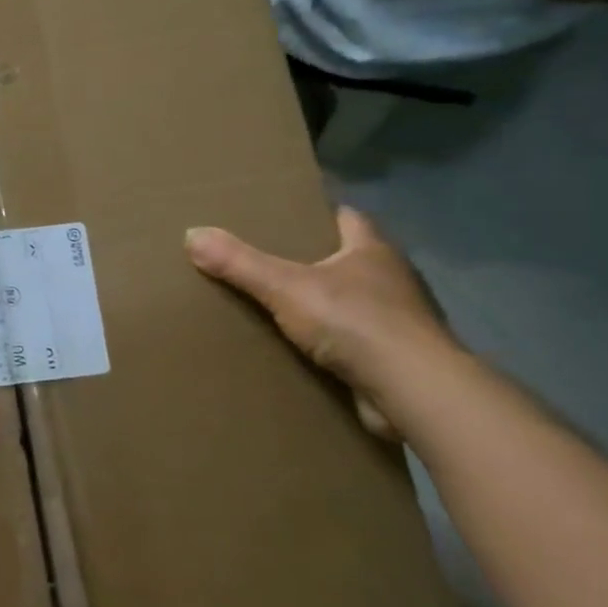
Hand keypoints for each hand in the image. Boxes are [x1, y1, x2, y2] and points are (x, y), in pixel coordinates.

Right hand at [185, 208, 454, 436]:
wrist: (415, 392)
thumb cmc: (356, 323)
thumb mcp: (285, 286)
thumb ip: (240, 262)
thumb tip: (192, 233)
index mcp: (373, 250)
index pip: (346, 218)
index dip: (318, 214)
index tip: (285, 217)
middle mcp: (392, 280)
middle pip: (348, 260)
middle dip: (314, 262)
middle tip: (268, 263)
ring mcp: (399, 323)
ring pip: (353, 304)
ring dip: (325, 307)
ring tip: (278, 308)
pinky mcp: (397, 361)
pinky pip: (356, 344)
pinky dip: (333, 345)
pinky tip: (302, 352)